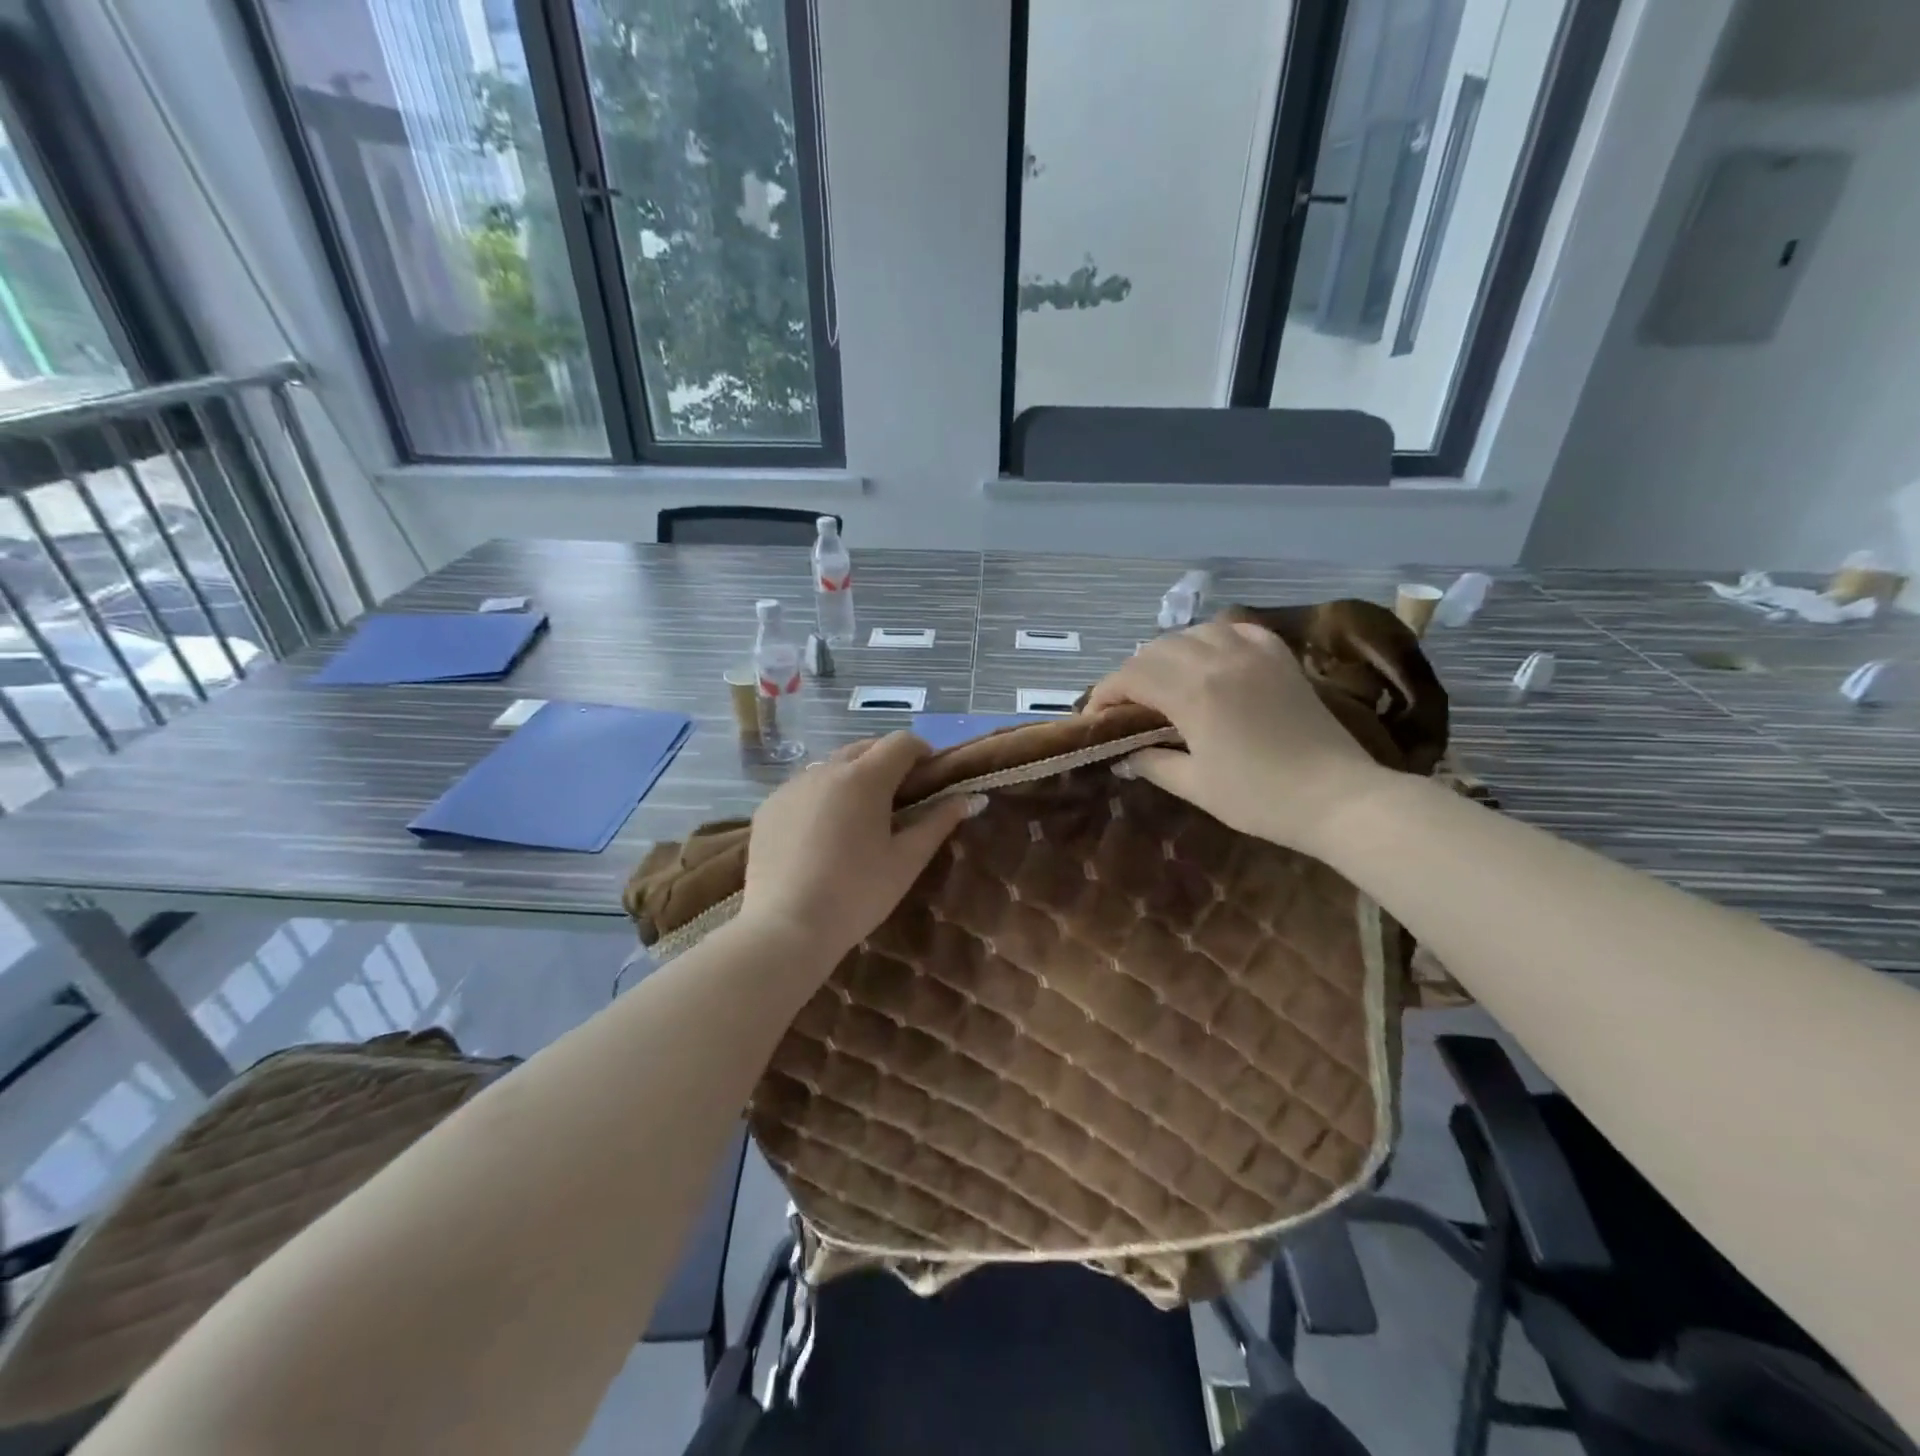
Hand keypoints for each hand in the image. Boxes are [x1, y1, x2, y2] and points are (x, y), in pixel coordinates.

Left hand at [739, 733, 982, 961]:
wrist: (785, 927)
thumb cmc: (857, 894)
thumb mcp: (907, 860)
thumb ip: (939, 822)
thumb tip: (971, 798)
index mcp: (864, 777)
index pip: (901, 742)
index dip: (922, 752)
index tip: (930, 777)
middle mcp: (826, 769)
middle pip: (865, 748)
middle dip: (887, 762)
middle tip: (899, 798)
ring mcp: (792, 786)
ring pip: (831, 766)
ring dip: (853, 777)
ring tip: (859, 816)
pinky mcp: (769, 806)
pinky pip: (803, 788)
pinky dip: (821, 797)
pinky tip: (822, 834)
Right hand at [1087, 620, 1391, 852]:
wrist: (1338, 798)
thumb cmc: (1261, 798)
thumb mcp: (1196, 786)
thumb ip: (1153, 763)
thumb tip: (1124, 756)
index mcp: (1193, 692)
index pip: (1130, 676)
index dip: (1104, 694)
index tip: (1095, 718)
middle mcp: (1218, 659)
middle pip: (1156, 649)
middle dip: (1132, 674)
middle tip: (1127, 707)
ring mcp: (1254, 653)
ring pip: (1194, 632)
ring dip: (1169, 653)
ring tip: (1166, 682)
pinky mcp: (1280, 657)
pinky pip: (1237, 630)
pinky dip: (1214, 639)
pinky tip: (1211, 660)